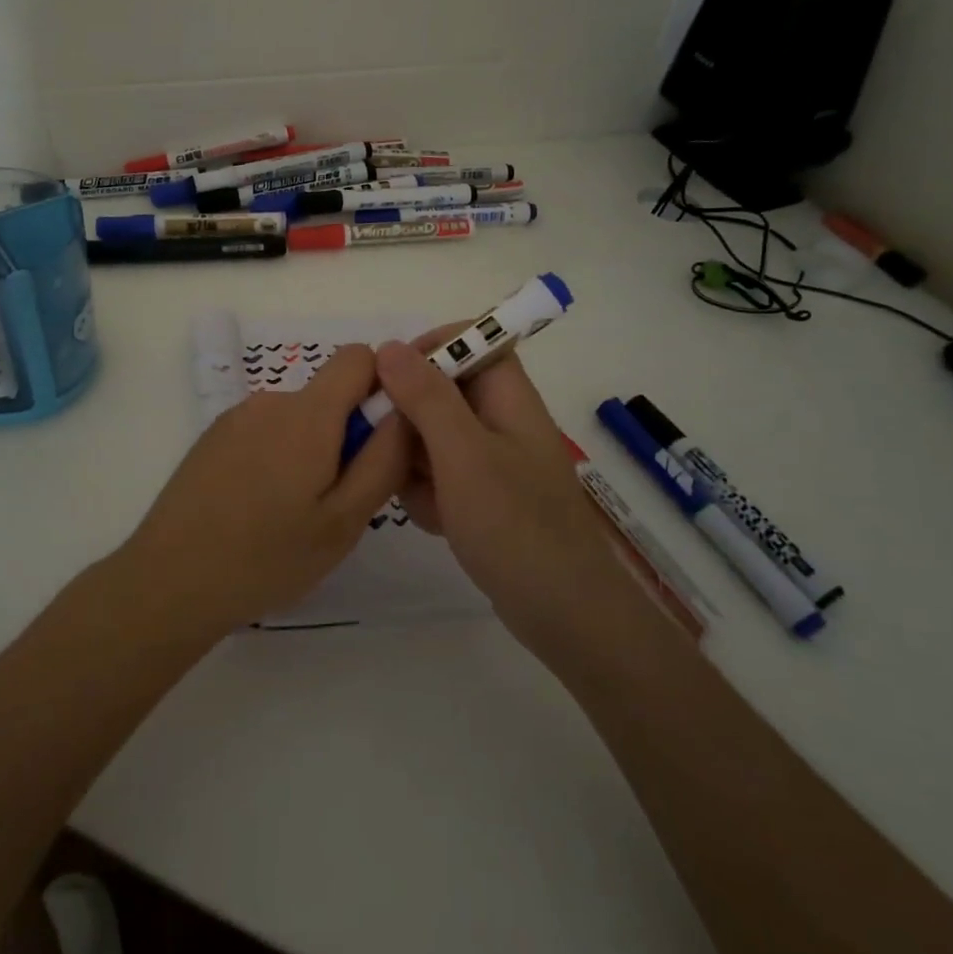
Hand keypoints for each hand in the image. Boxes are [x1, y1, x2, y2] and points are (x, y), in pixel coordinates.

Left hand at [116, 345, 410, 639]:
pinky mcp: (212, 439)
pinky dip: (277, 459)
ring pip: (297, 419)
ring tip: (293, 515)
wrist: (169, 581)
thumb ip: (384, 460)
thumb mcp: (344, 521)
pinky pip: (265, 433)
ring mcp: (235, 418)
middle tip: (335, 502)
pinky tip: (258, 511)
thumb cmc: (266, 557)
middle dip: (346, 435)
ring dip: (310, 452)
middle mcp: (269, 401)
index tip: (380, 441)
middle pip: (328, 395)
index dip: (382, 388)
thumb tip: (407, 412)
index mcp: (307, 414)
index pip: (359, 358)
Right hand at [375, 334, 629, 645]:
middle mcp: (501, 420)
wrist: (562, 613)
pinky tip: (436, 522)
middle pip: (442, 391)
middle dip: (410, 420)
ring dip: (415, 463)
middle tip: (394, 451)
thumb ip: (426, 397)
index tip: (390, 379)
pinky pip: (440, 475)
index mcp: (508, 397)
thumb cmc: (514, 525)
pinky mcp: (484, 496)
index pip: (470, 340)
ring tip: (424, 498)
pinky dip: (429, 494)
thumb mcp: (462, 454)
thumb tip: (390, 346)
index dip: (429, 349)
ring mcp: (493, 461)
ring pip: (433, 436)